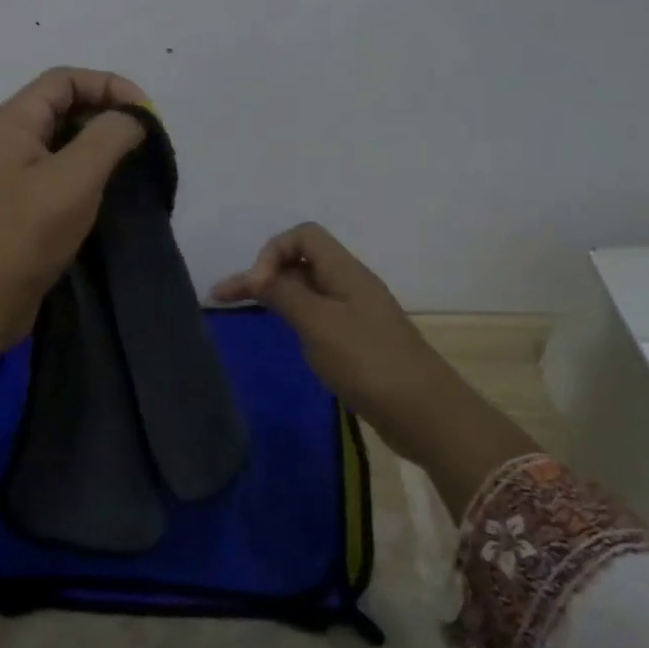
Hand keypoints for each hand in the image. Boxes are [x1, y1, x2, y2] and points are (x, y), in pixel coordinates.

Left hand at [0, 67, 148, 349]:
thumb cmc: (24, 233)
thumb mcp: (74, 178)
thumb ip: (108, 137)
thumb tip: (131, 117)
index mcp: (12, 122)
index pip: (64, 79)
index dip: (108, 85)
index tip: (146, 113)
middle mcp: (6, 141)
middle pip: (62, 106)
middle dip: (106, 114)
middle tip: (143, 141)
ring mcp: (9, 176)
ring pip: (61, 142)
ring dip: (98, 146)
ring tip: (132, 165)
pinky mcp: (17, 207)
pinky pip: (56, 174)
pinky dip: (85, 173)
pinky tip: (107, 193)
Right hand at [213, 222, 535, 514]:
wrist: (423, 412)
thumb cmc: (367, 361)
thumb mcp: (318, 323)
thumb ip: (285, 293)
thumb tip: (257, 276)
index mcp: (345, 271)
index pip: (303, 235)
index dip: (272, 252)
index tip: (255, 288)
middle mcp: (350, 284)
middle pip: (302, 260)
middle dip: (263, 272)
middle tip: (225, 297)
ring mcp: (356, 313)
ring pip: (308, 288)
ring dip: (275, 293)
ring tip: (243, 308)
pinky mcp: (358, 341)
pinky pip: (318, 314)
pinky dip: (293, 315)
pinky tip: (282, 332)